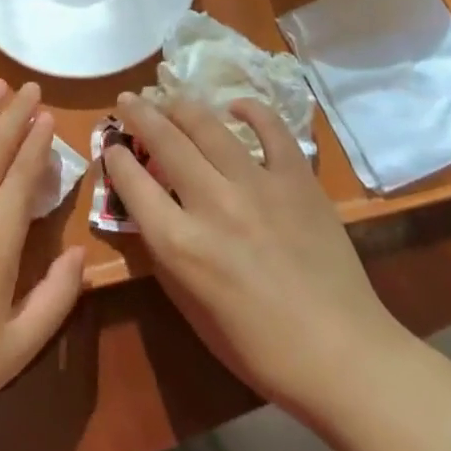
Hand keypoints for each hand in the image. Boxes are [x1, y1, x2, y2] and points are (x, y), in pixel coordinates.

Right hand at [104, 92, 406, 420]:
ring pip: (208, 125)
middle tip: (128, 100)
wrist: (339, 353)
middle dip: (138, 114)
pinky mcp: (297, 179)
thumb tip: (149, 209)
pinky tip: (235, 107)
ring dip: (181, 105)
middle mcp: (212, 203)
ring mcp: (258, 185)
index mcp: (179, 243)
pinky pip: (271, 129)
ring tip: (169, 97)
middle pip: (164, 141)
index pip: (132, 182)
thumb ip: (164, 252)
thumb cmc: (255, 345)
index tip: (110, 145)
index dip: (114, 157)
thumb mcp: (189, 306)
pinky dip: (250, 111)